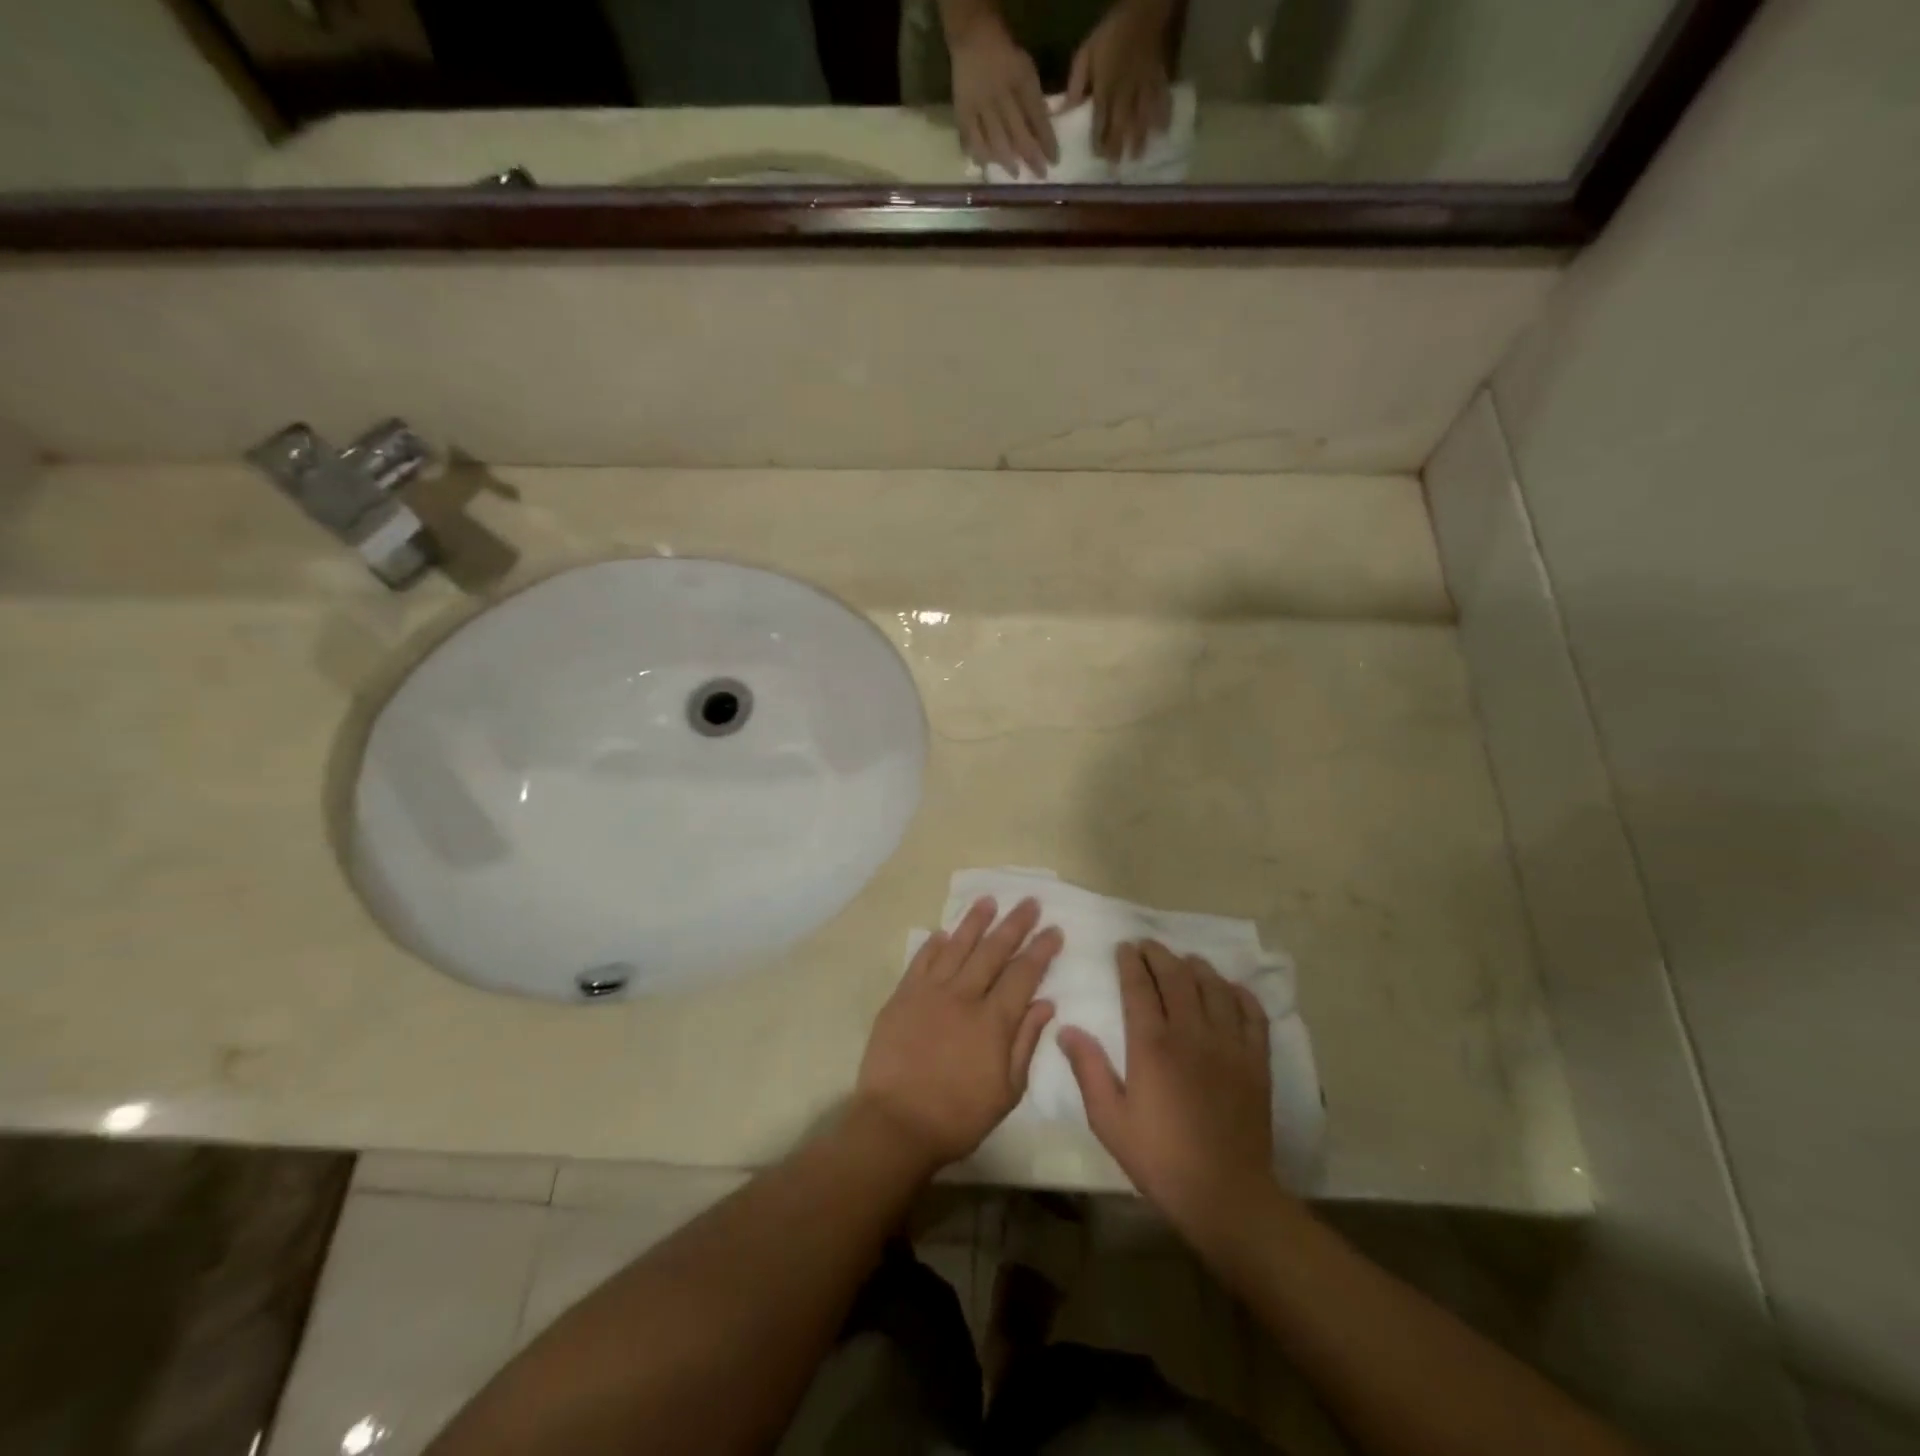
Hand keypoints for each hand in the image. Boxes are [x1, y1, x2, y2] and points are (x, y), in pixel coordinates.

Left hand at [856, 896, 1061, 1170]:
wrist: (896, 1124)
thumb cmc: (958, 1116)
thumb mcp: (1007, 1091)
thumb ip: (1026, 1042)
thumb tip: (1045, 1004)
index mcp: (993, 1020)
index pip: (1023, 974)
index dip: (1041, 950)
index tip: (1054, 930)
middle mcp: (963, 996)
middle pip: (993, 951)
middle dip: (1014, 924)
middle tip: (1030, 902)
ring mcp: (929, 993)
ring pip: (956, 946)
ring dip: (975, 922)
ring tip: (988, 900)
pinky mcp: (902, 997)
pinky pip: (920, 961)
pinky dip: (934, 945)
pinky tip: (943, 933)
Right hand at [949, 13, 1056, 177]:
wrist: (974, 38)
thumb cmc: (1006, 59)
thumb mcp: (1026, 70)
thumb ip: (1034, 100)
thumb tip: (1043, 133)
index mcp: (1021, 80)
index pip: (1038, 116)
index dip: (1047, 140)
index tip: (1054, 161)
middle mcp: (1001, 95)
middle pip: (1018, 132)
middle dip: (1031, 156)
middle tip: (1040, 174)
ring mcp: (980, 105)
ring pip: (995, 140)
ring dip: (1007, 160)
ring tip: (1015, 174)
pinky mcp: (963, 111)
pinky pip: (971, 138)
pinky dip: (979, 154)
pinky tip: (986, 167)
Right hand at [1060, 941, 1274, 1236]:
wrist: (1225, 1194)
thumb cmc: (1160, 1158)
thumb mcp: (1109, 1120)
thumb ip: (1088, 1070)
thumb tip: (1067, 1028)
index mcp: (1152, 1045)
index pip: (1139, 987)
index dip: (1130, 962)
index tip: (1123, 948)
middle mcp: (1191, 1033)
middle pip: (1176, 976)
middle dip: (1159, 954)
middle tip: (1147, 945)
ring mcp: (1229, 1044)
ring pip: (1213, 987)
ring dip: (1196, 967)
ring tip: (1184, 960)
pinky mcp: (1256, 1060)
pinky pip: (1252, 1013)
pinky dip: (1239, 993)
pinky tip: (1229, 989)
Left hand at [1066, 0, 1174, 160]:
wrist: (1142, 9)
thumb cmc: (1110, 34)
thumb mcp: (1086, 54)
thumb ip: (1076, 84)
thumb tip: (1064, 112)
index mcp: (1106, 86)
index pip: (1100, 119)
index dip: (1099, 139)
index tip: (1097, 157)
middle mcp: (1125, 91)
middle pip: (1121, 123)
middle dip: (1118, 146)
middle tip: (1116, 167)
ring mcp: (1144, 85)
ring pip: (1142, 116)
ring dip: (1140, 138)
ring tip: (1138, 157)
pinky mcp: (1158, 79)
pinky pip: (1162, 100)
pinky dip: (1163, 116)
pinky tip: (1162, 133)